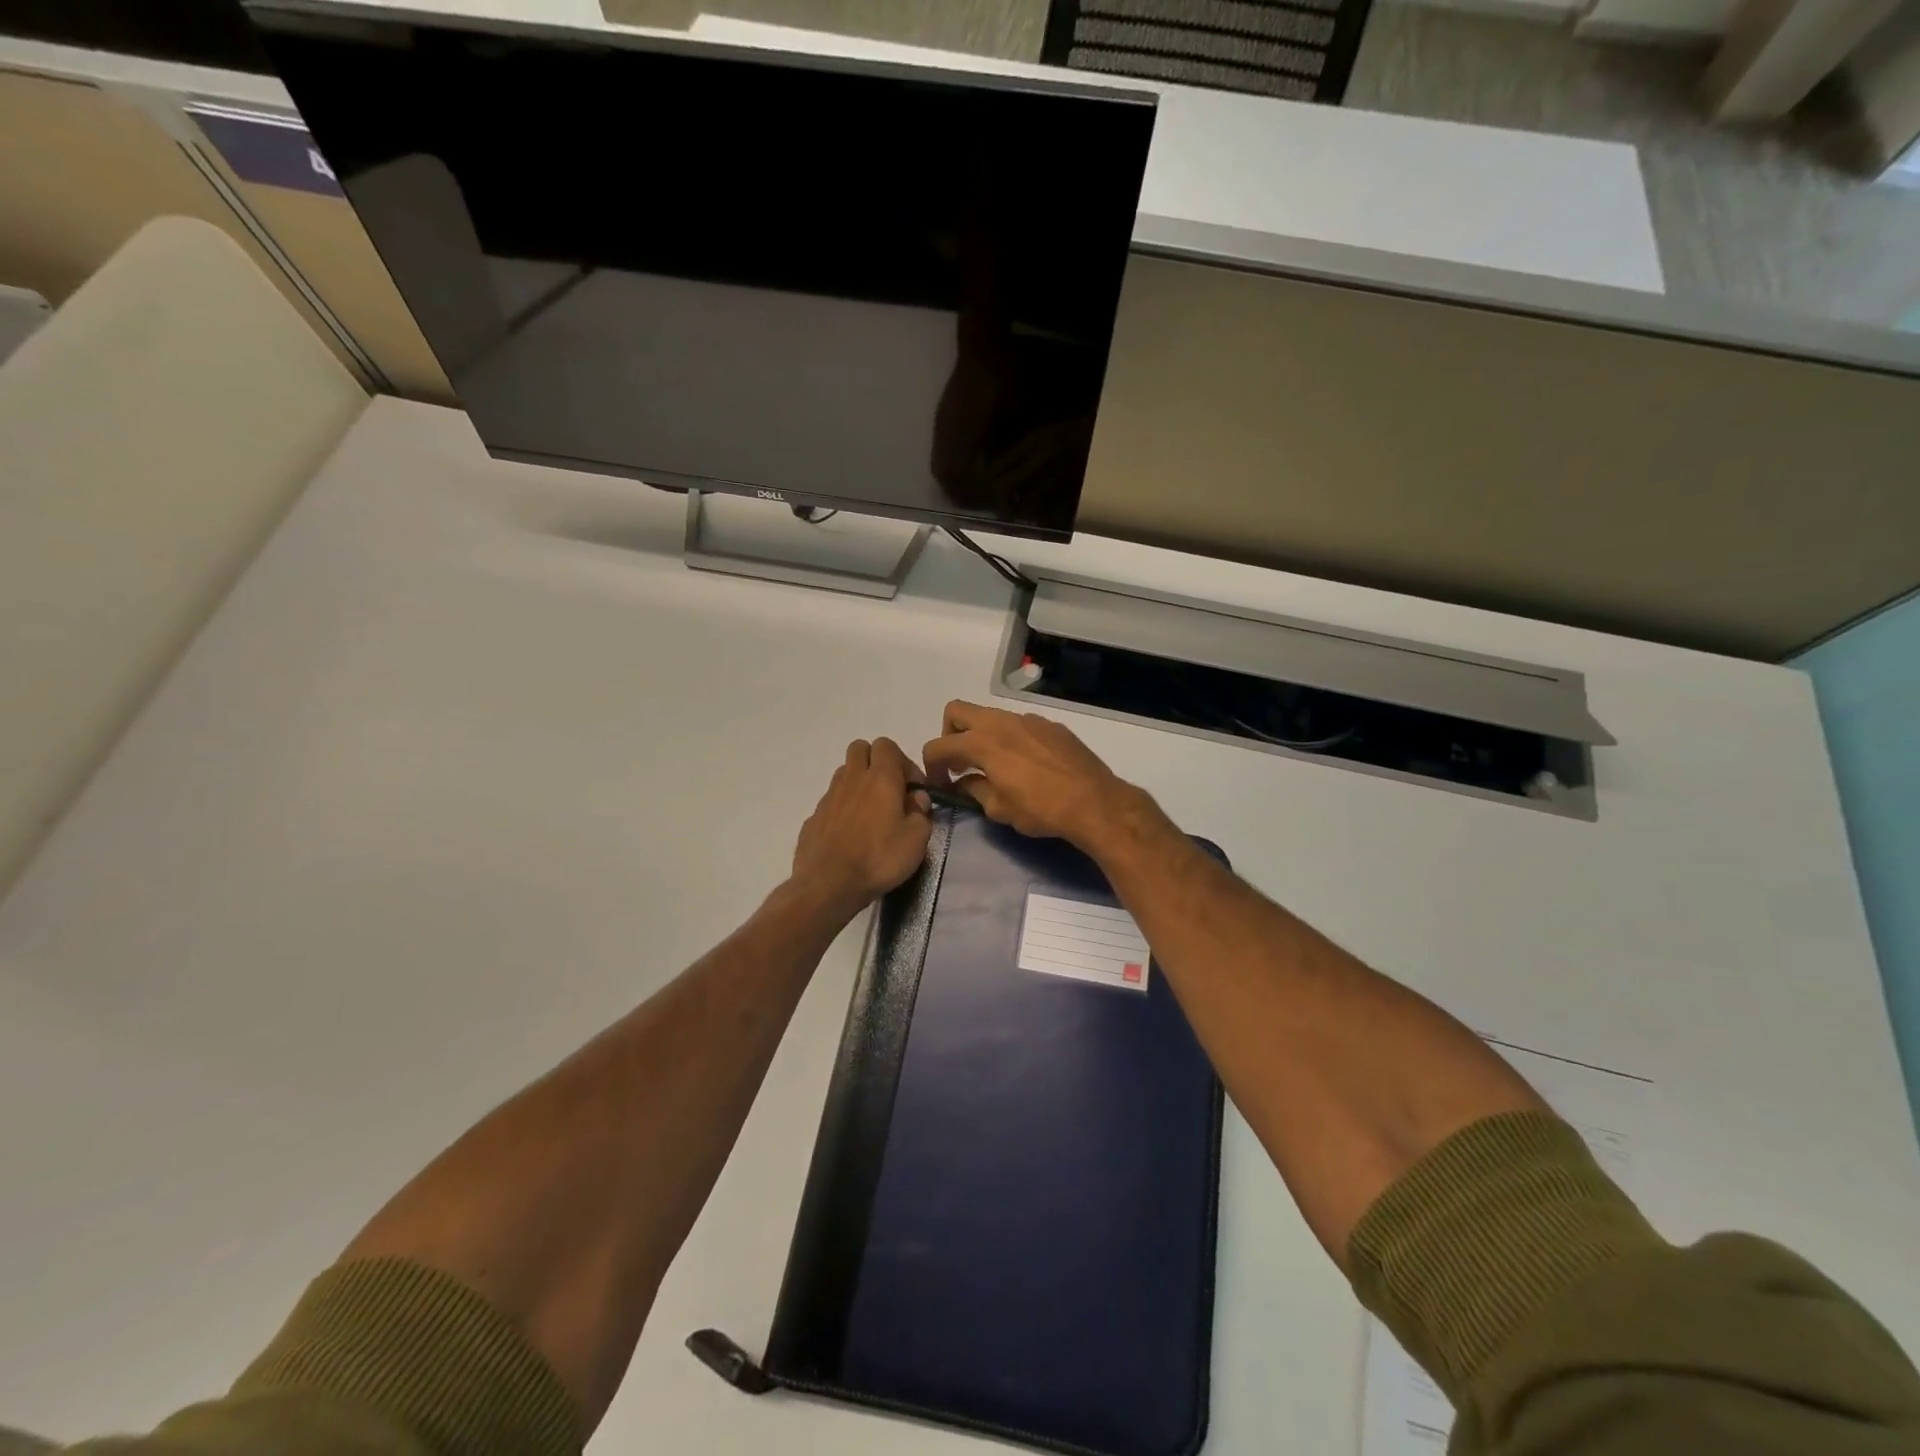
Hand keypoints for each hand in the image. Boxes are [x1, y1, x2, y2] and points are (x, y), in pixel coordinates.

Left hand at [790, 738, 933, 917]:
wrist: (829, 885)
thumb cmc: (879, 859)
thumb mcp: (917, 839)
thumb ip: (921, 812)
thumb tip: (916, 798)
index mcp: (880, 778)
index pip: (887, 745)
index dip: (903, 762)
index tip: (913, 789)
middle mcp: (851, 779)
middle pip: (860, 748)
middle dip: (876, 762)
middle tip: (889, 790)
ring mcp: (829, 797)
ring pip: (844, 773)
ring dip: (858, 783)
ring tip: (870, 813)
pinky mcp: (814, 817)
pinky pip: (831, 800)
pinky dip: (843, 808)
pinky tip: (850, 834)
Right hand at [921, 701, 1142, 850]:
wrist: (1095, 802)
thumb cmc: (1041, 809)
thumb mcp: (999, 809)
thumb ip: (974, 790)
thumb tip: (963, 783)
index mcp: (982, 742)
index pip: (938, 746)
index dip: (931, 766)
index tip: (940, 784)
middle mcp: (1001, 722)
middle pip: (957, 711)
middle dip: (949, 734)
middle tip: (959, 762)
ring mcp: (1028, 719)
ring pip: (991, 716)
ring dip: (982, 735)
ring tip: (994, 766)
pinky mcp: (1051, 725)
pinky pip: (1019, 725)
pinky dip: (1010, 739)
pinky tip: (1026, 765)